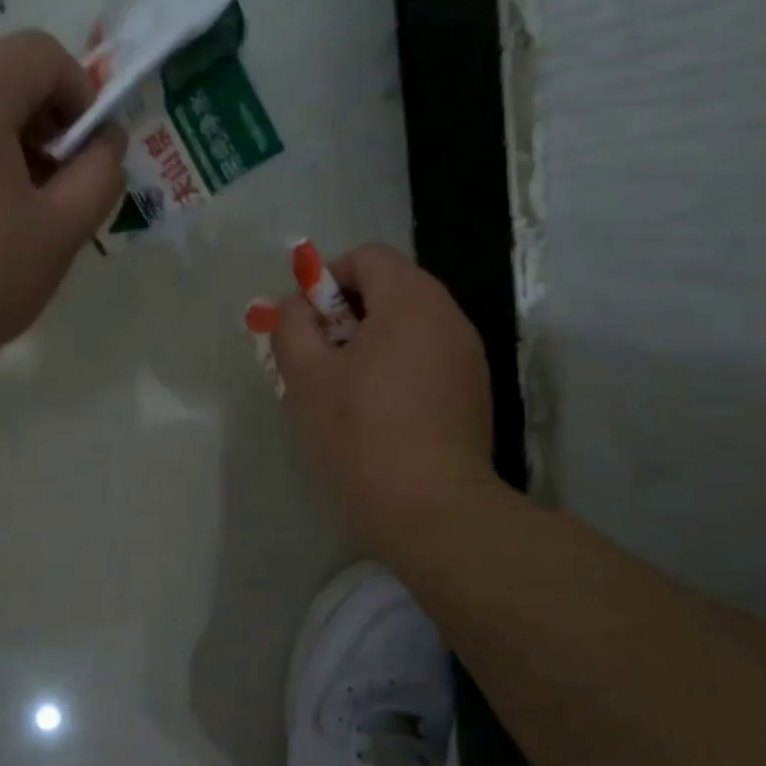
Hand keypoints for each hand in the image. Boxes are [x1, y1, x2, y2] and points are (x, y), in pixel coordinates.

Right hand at [272, 245, 494, 554]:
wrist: (430, 508)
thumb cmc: (360, 434)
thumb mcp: (306, 377)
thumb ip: (292, 326)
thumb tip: (297, 307)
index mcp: (412, 301)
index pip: (367, 257)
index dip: (327, 280)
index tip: (306, 324)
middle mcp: (449, 316)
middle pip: (391, 288)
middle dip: (346, 314)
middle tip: (318, 357)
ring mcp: (468, 355)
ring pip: (410, 325)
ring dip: (371, 342)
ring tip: (344, 388)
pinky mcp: (474, 391)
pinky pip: (428, 357)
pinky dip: (398, 366)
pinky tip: (379, 412)